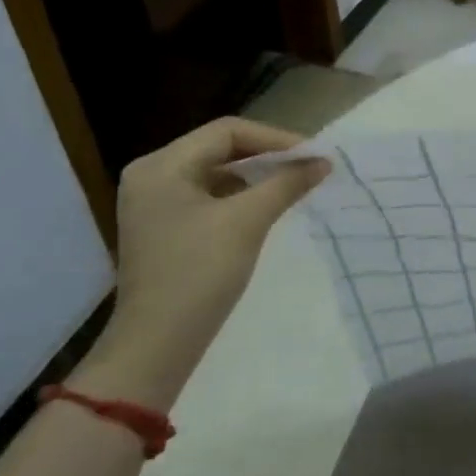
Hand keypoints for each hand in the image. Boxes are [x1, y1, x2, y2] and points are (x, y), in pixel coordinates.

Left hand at [77, 119, 329, 408]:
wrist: (157, 344)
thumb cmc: (199, 273)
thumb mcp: (248, 221)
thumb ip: (286, 183)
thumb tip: (323, 161)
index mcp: (161, 166)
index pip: (227, 131)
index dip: (276, 138)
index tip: (314, 155)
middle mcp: (152, 175)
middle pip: (220, 148)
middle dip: (268, 155)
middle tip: (310, 167)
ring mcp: (155, 202)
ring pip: (217, 172)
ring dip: (257, 176)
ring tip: (296, 184)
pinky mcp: (165, 226)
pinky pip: (210, 195)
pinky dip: (242, 196)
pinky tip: (269, 206)